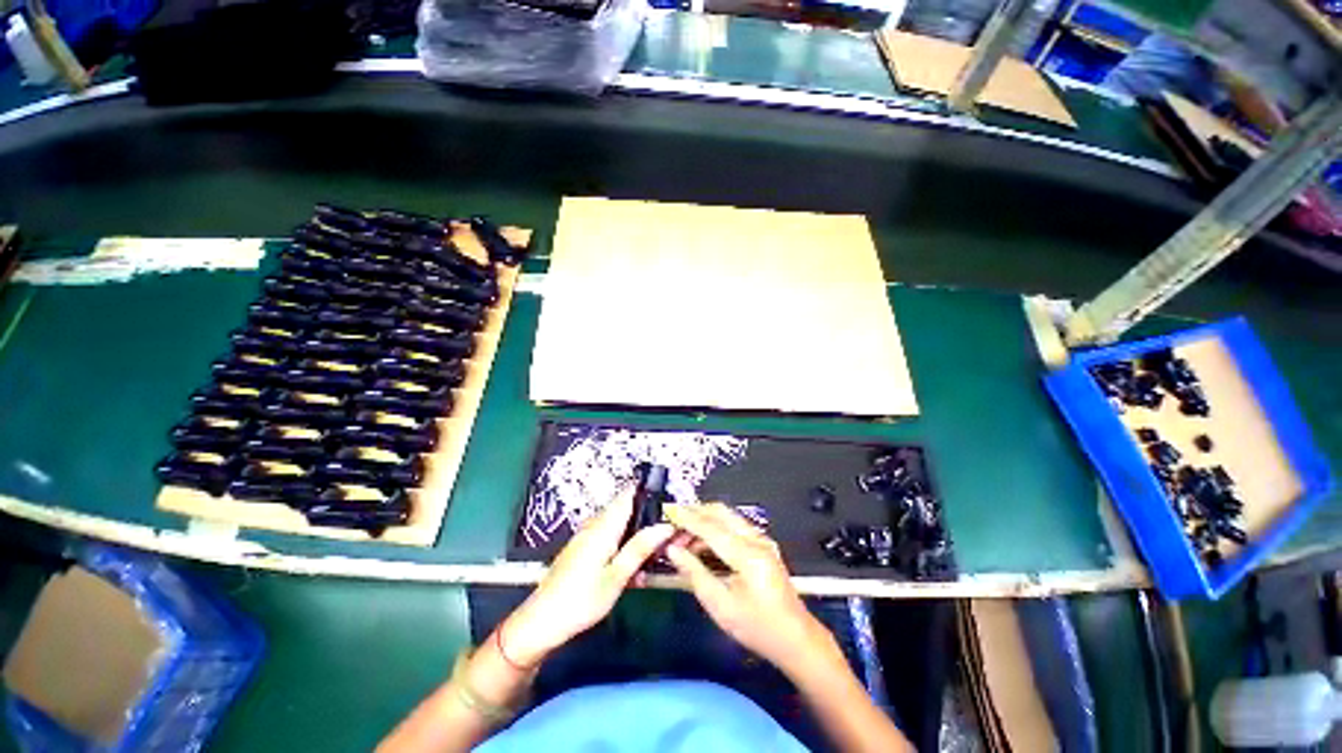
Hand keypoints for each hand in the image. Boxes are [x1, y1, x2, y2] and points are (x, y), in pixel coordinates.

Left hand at [501, 485, 674, 666]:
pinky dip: (624, 546)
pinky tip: (632, 570)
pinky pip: (609, 538)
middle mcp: (595, 524)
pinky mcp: (583, 549)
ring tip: (654, 556)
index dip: (649, 492)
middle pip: (626, 509)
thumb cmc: (582, 600)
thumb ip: (640, 548)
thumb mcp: (617, 577)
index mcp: (604, 526)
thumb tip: (666, 526)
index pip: (628, 494)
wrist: (541, 622)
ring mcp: (587, 536)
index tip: (669, 503)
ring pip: (619, 526)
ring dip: (637, 536)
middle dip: (648, 519)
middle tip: (669, 535)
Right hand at [664, 504, 828, 673]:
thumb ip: (694, 573)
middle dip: (695, 512)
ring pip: (727, 516)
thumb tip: (672, 550)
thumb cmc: (757, 627)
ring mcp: (762, 540)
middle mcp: (756, 539)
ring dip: (704, 520)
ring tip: (683, 536)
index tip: (667, 512)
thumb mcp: (720, 605)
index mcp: (747, 554)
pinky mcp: (762, 545)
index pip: (711, 527)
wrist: (795, 638)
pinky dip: (715, 528)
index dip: (687, 518)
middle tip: (673, 522)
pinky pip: (734, 525)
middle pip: (721, 512)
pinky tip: (701, 543)